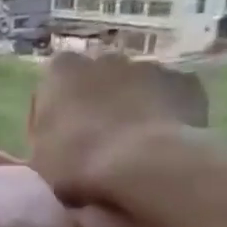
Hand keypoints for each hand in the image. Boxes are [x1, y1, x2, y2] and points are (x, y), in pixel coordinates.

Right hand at [28, 51, 209, 204]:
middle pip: (97, 80)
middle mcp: (103, 59)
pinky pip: (170, 97)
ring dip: (132, 106)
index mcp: (60, 72)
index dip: (56, 114)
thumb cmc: (77, 162)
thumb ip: (46, 138)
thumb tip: (59, 143)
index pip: (52, 86)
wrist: (144, 167)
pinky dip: (166, 113)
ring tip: (134, 146)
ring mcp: (148, 67)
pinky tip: (162, 143)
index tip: (59, 141)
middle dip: (96, 103)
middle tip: (97, 142)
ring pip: (135, 86)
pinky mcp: (186, 82)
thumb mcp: (40, 158)